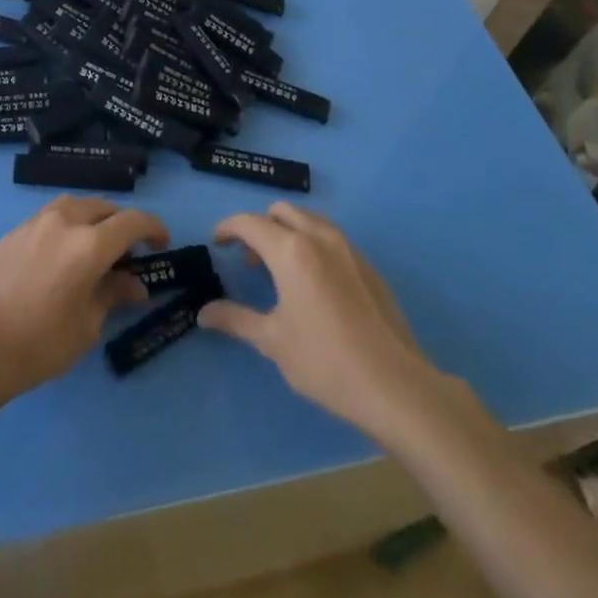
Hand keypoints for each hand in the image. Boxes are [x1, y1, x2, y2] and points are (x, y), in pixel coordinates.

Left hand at [0, 196, 168, 398]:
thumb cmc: (39, 343)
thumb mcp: (87, 325)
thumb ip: (113, 294)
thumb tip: (135, 284)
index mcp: (89, 244)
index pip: (132, 221)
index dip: (153, 228)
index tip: (162, 244)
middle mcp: (65, 221)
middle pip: (104, 207)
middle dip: (123, 223)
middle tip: (130, 250)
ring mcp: (36, 222)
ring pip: (76, 205)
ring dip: (94, 217)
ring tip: (97, 244)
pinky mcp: (15, 231)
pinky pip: (51, 217)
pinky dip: (68, 225)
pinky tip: (63, 252)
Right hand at [199, 202, 460, 437]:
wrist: (395, 385)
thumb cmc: (325, 361)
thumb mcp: (273, 342)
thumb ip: (236, 319)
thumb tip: (203, 313)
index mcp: (291, 250)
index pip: (250, 223)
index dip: (228, 228)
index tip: (216, 243)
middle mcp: (319, 237)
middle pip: (281, 212)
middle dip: (260, 227)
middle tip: (251, 261)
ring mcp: (349, 249)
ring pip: (309, 221)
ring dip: (288, 232)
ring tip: (282, 271)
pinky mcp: (369, 266)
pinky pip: (332, 239)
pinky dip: (313, 246)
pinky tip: (316, 287)